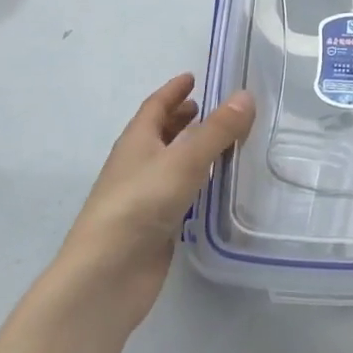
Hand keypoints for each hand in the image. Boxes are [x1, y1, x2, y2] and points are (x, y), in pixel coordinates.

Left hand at [52, 74, 254, 335]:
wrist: (107, 275)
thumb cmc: (140, 204)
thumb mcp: (184, 160)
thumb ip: (217, 130)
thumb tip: (246, 96)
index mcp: (136, 141)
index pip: (155, 106)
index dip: (173, 91)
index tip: (192, 77)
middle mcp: (136, 164)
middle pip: (159, 133)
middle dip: (181, 118)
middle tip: (209, 108)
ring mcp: (143, 197)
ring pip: (169, 163)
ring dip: (190, 149)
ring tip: (220, 141)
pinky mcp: (154, 226)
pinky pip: (178, 192)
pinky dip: (194, 181)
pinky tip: (214, 185)